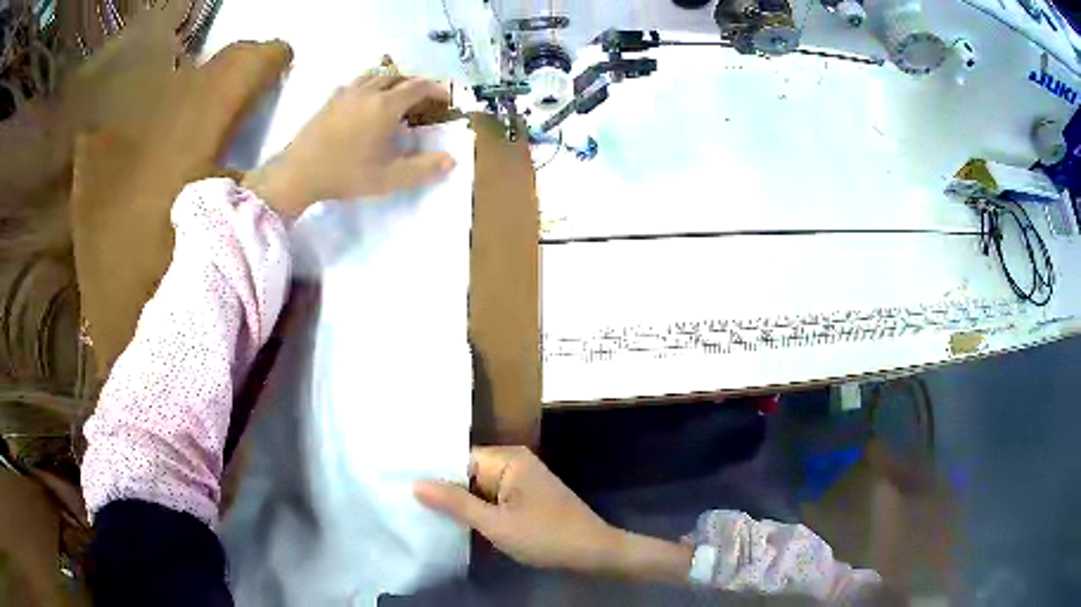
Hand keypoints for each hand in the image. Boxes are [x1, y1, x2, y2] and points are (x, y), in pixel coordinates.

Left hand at [243, 76, 456, 216]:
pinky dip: (368, 86)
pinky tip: (364, 100)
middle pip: (398, 77)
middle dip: (414, 84)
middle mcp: (368, 92)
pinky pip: (355, 83)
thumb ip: (423, 169)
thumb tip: (451, 161)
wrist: (299, 172)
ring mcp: (346, 93)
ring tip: (396, 94)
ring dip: (391, 81)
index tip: (446, 97)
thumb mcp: (388, 178)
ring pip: (375, 76)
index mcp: (386, 106)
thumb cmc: (345, 174)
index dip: (436, 89)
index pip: (418, 87)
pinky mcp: (330, 100)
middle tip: (423, 98)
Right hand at [414, 446, 623, 573]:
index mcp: (508, 459)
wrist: (593, 553)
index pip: (458, 459)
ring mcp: (521, 481)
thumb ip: (455, 503)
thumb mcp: (496, 524)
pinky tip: (454, 522)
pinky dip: (477, 510)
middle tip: (405, 503)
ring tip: (420, 513)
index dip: (432, 474)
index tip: (401, 485)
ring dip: (459, 503)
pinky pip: (492, 498)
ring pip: (478, 488)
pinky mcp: (525, 498)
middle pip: (467, 473)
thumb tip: (415, 483)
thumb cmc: (546, 536)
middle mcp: (514, 463)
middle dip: (443, 490)